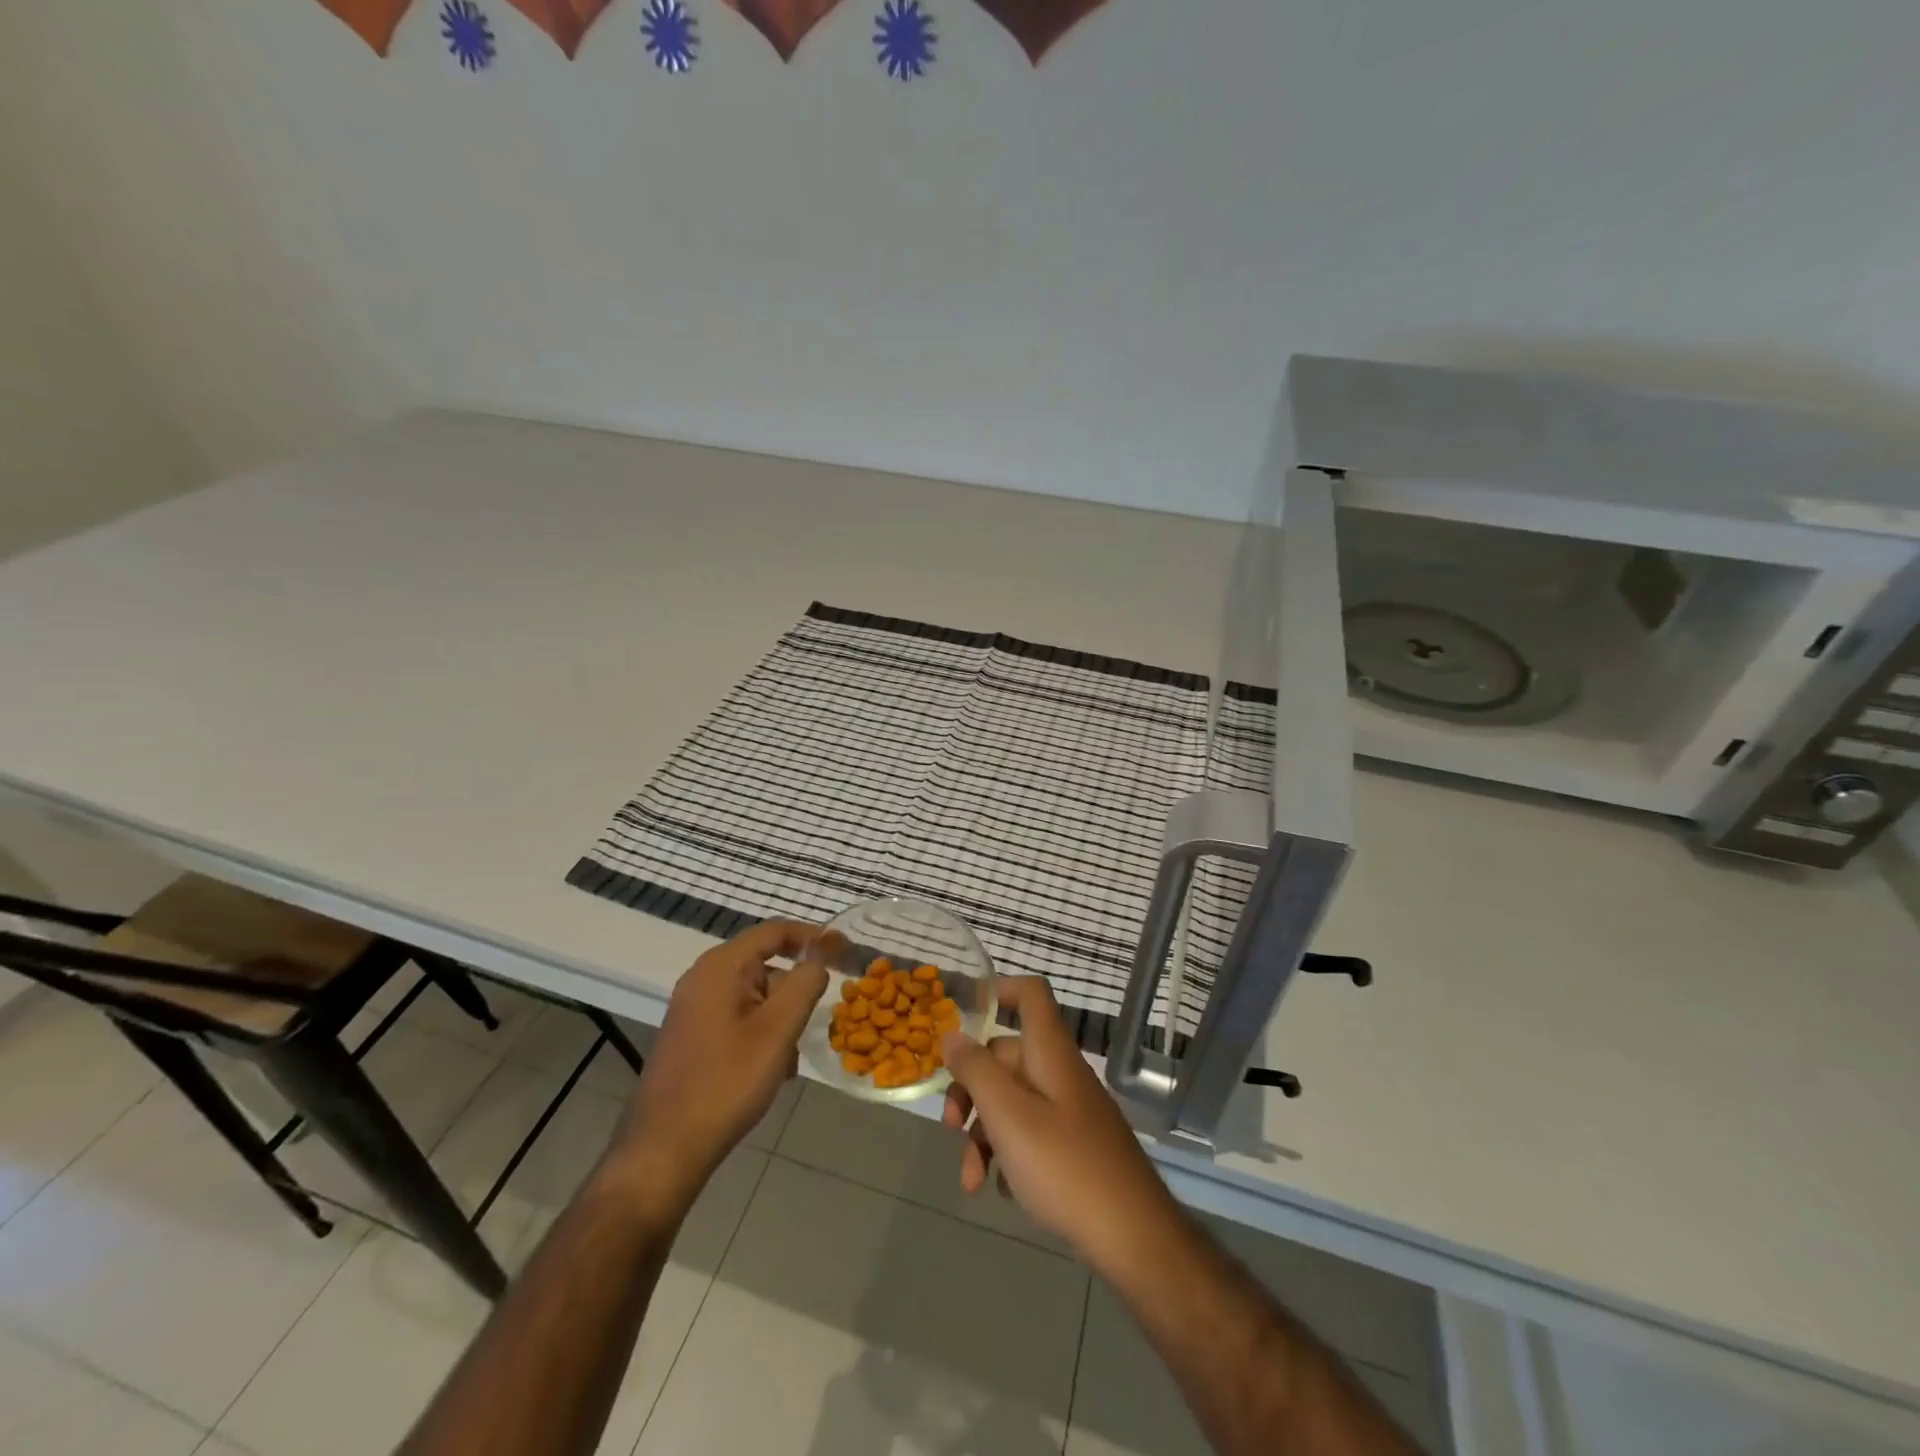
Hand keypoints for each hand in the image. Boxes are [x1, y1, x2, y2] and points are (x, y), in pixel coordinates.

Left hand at [615, 920, 826, 1209]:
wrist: (665, 1149)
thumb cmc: (726, 1082)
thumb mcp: (778, 1030)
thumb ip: (805, 983)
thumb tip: (818, 957)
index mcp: (721, 966)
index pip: (775, 931)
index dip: (813, 936)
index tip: (845, 951)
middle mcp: (703, 978)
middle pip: (765, 964)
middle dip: (795, 989)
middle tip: (816, 1021)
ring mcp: (694, 1008)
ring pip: (755, 996)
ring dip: (780, 1018)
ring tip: (789, 1059)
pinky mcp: (692, 1035)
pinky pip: (739, 1018)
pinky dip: (761, 1033)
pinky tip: (771, 1070)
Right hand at [941, 977, 1178, 1271]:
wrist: (1133, 1237)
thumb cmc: (1064, 1165)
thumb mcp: (1008, 1116)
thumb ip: (976, 1071)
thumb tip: (952, 1034)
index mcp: (1049, 1052)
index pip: (1030, 994)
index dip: (999, 991)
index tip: (964, 1016)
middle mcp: (1060, 1072)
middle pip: (1007, 1056)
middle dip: (971, 1089)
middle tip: (950, 1127)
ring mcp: (1070, 1110)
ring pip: (1013, 1101)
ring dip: (984, 1135)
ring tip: (971, 1181)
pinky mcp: (1075, 1147)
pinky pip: (1031, 1134)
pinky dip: (1008, 1155)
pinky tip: (1001, 1190)